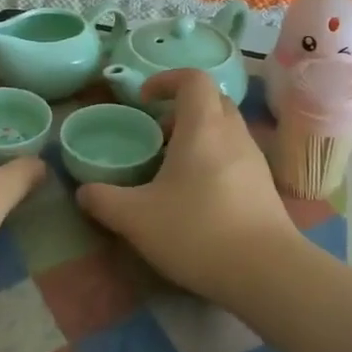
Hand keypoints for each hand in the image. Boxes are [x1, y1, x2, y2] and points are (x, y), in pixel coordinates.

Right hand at [75, 70, 303, 303]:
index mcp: (203, 127)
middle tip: (158, 134)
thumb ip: (103, 201)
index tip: (144, 99)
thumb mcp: (136, 219)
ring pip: (226, 130)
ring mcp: (255, 160)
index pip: (193, 79)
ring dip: (200, 136)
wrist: (267, 272)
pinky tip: (198, 196)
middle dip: (183, 109)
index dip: (166, 80)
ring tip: (173, 169)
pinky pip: (236, 156)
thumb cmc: (198, 231)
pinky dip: (215, 160)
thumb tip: (84, 191)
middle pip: (212, 101)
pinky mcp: (265, 186)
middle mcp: (233, 134)